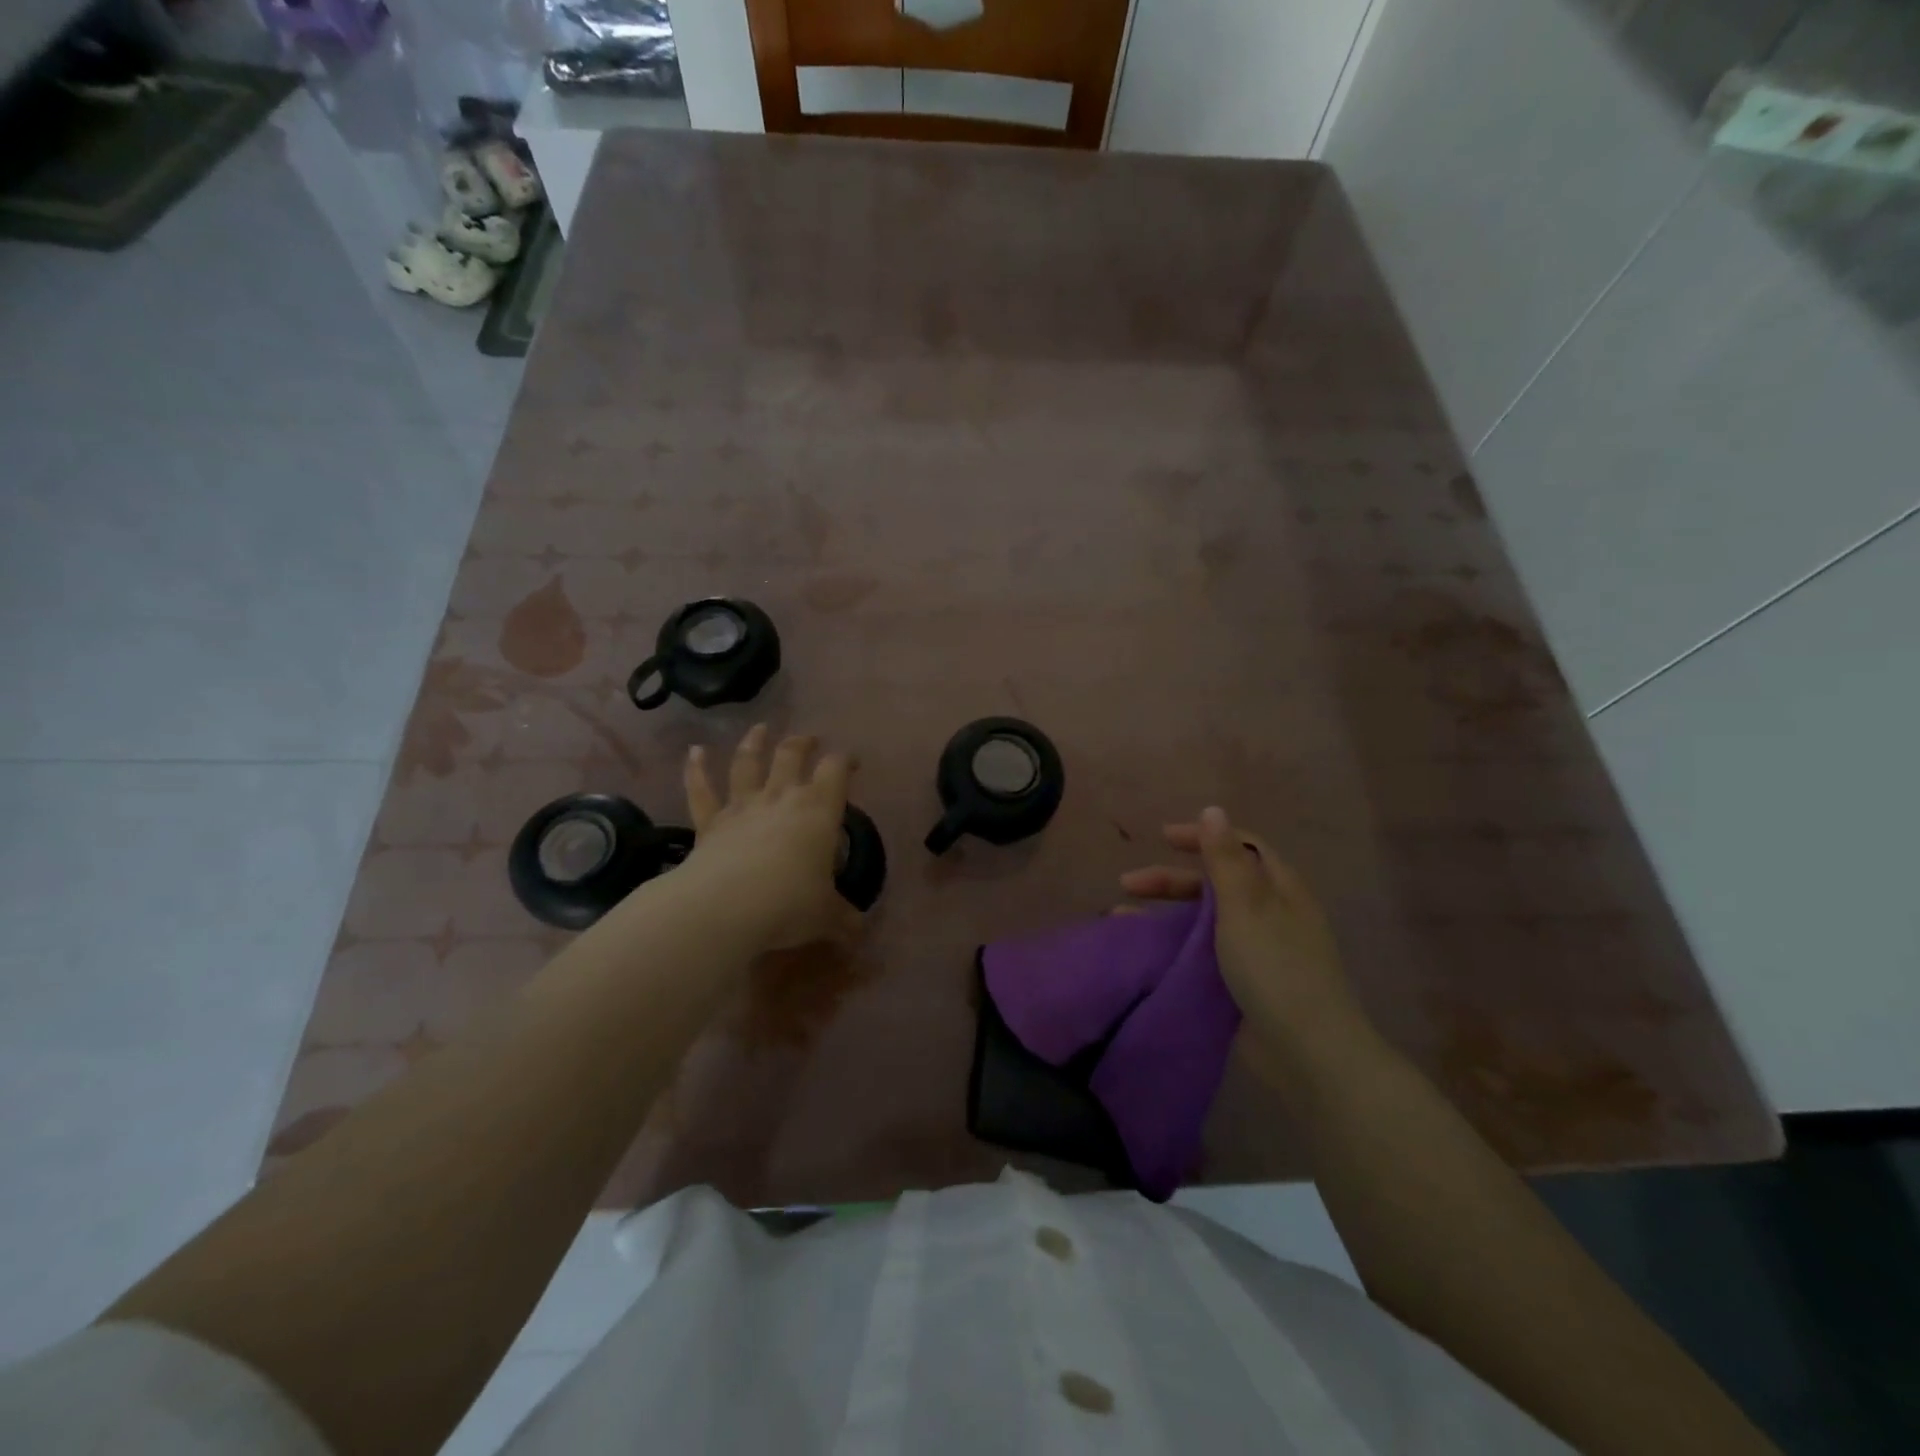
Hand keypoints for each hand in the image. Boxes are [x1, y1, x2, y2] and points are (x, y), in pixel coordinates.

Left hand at [678, 725, 864, 952]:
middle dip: (802, 743)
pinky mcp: (709, 824)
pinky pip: (701, 791)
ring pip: (747, 764)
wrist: (726, 907)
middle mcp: (781, 798)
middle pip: (791, 756)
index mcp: (818, 810)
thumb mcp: (828, 916)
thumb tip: (859, 932)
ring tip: (760, 728)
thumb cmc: (789, 904)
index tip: (852, 761)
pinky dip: (696, 769)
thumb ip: (845, 919)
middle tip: (809, 739)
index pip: (836, 771)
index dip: (845, 761)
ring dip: (754, 743)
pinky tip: (694, 752)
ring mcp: (742, 807)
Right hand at [1120, 808, 1363, 1057]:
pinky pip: (1202, 953)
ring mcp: (1258, 952)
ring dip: (1165, 913)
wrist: (1307, 1054)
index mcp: (1279, 889)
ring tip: (1122, 918)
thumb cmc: (1276, 969)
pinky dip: (1173, 945)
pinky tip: (1145, 951)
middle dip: (1171, 879)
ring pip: (1204, 920)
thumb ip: (1225, 859)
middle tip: (1128, 883)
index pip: (1240, 847)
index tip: (1163, 837)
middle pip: (1216, 883)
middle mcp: (1270, 914)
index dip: (1203, 837)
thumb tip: (1214, 809)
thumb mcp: (1246, 906)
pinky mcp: (1244, 984)